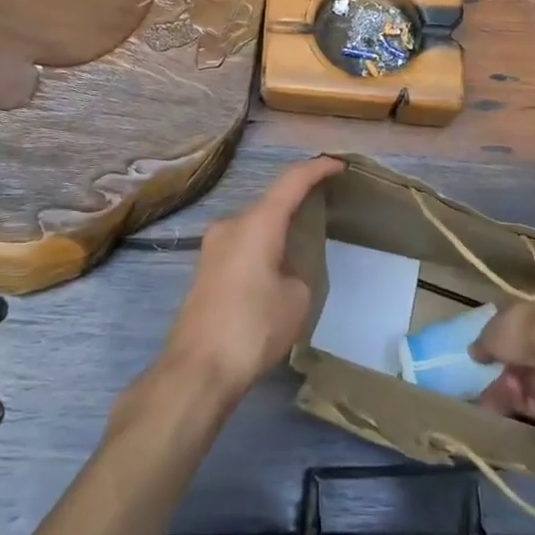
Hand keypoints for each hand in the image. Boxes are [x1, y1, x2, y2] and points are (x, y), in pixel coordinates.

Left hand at [157, 155, 343, 405]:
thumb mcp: (296, 299)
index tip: (338, 165)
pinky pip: (241, 248)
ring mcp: (212, 248)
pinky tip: (272, 276)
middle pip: (271, 204)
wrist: (197, 370)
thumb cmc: (253, 327)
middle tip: (323, 213)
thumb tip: (283, 272)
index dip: (317, 168)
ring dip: (276, 232)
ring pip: (254, 228)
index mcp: (257, 223)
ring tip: (300, 250)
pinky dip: (261, 251)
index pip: (292, 181)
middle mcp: (231, 225)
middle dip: (296, 206)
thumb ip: (298, 272)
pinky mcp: (204, 271)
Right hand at [470, 299, 534, 421]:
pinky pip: (531, 401)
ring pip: (523, 383)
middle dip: (498, 373)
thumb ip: (482, 344)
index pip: (511, 329)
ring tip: (486, 400)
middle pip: (517, 360)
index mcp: (531, 315)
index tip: (480, 356)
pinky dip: (516, 403)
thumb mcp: (492, 332)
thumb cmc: (521, 331)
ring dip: (503, 391)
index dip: (495, 343)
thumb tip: (474, 352)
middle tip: (479, 385)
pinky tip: (502, 403)